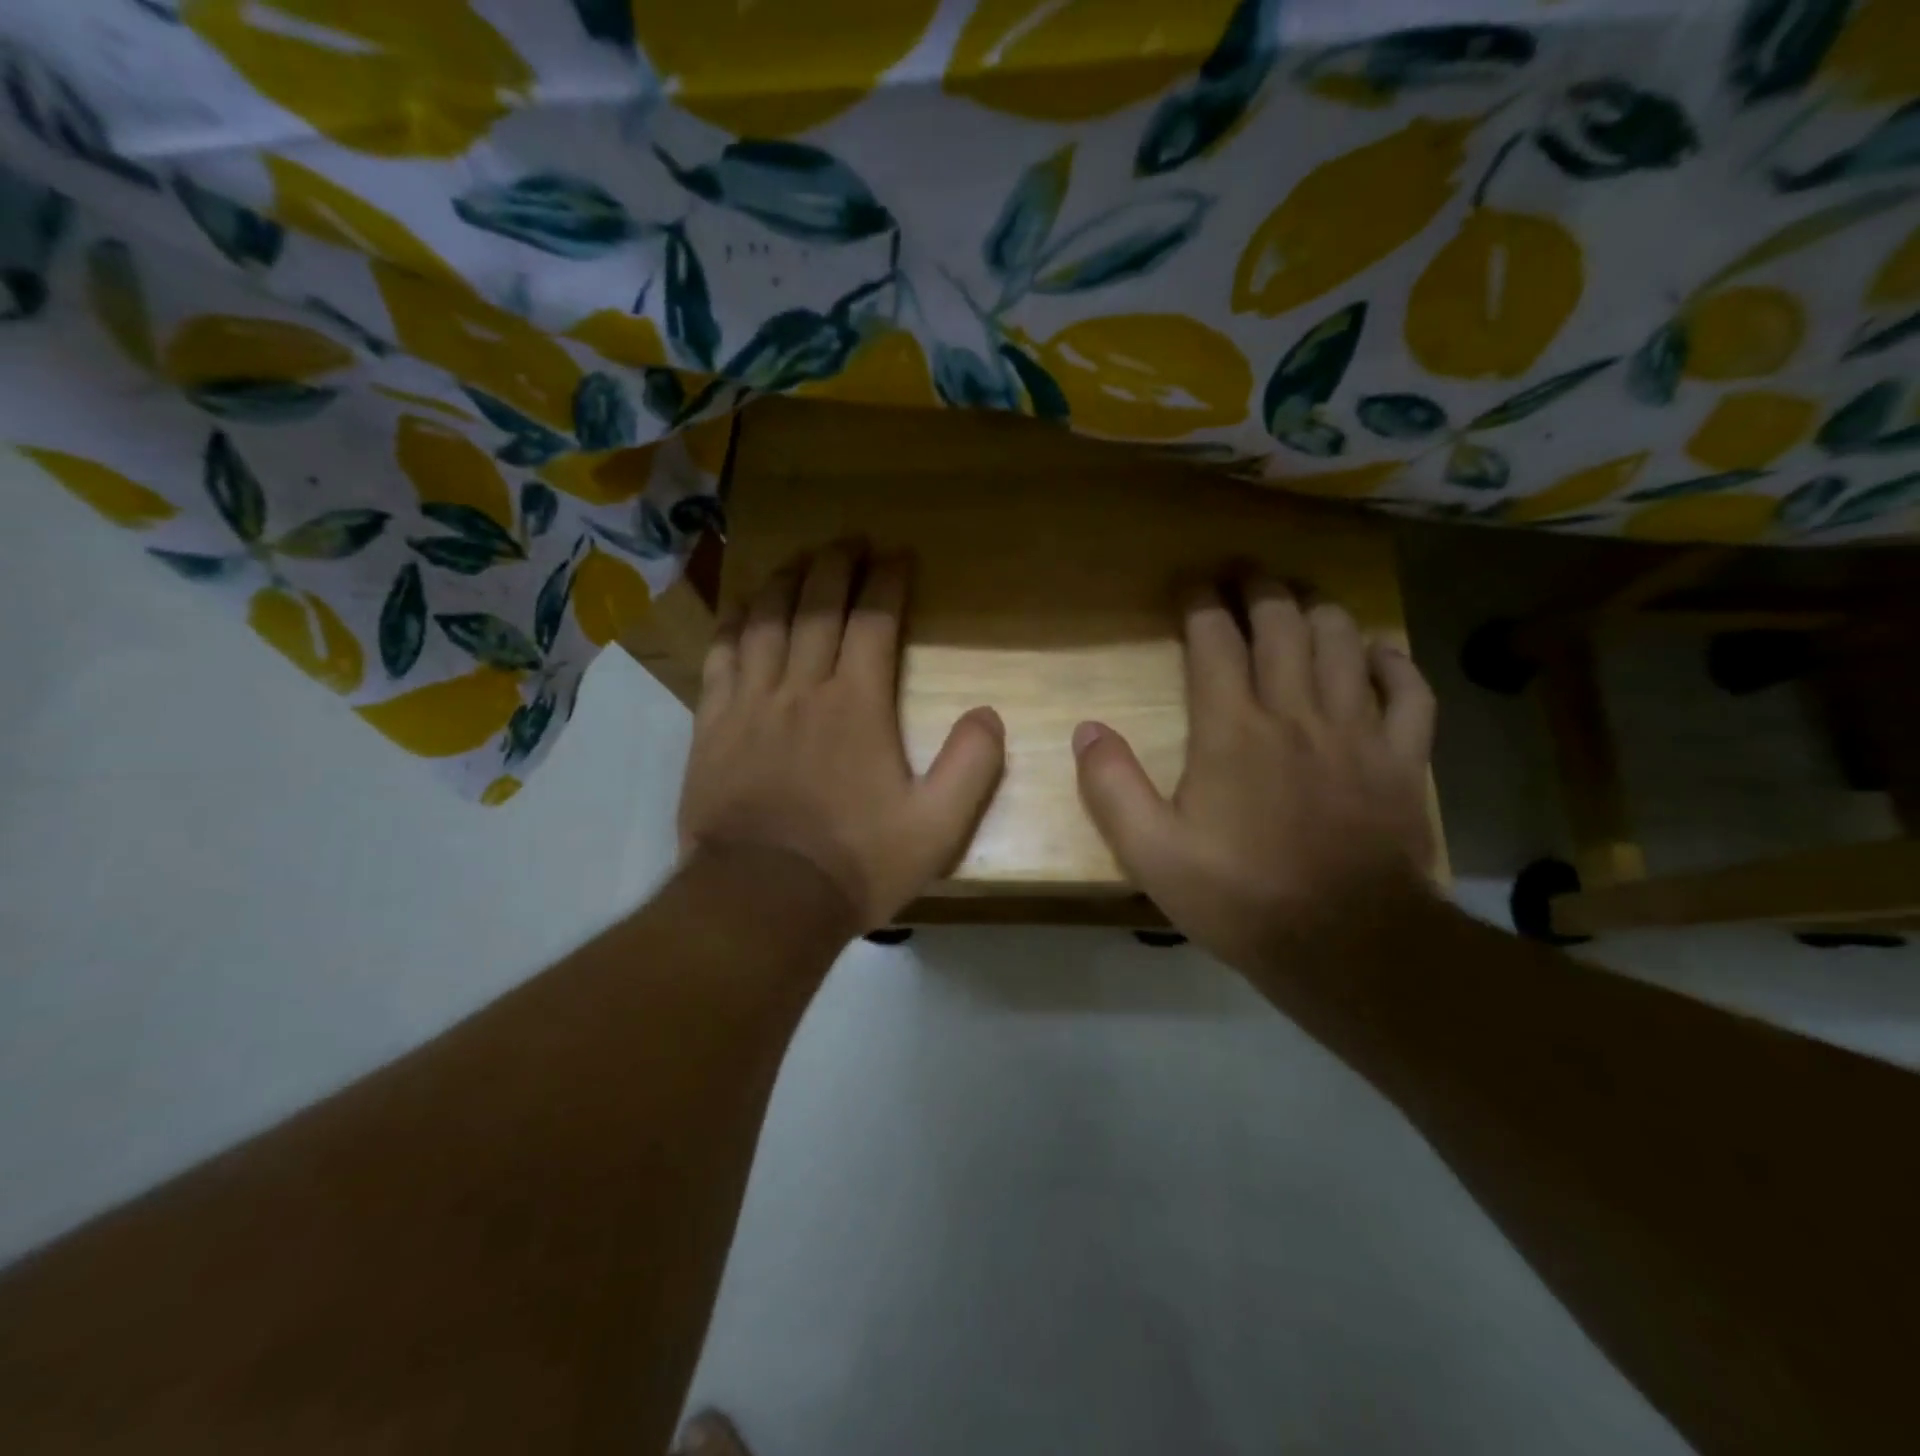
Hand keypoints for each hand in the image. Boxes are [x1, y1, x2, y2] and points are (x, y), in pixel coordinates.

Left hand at [677, 542, 1005, 933]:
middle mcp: (803, 687)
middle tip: (850, 540)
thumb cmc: (854, 864)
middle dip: (836, 565)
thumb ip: (971, 767)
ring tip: (799, 559)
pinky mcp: (713, 726)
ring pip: (766, 622)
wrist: (762, 900)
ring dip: (784, 582)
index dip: (887, 580)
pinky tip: (741, 610)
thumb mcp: (936, 829)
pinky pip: (721, 658)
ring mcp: (751, 703)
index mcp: (857, 704)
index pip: (874, 620)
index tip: (897, 554)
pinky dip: (733, 625)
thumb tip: (988, 713)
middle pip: (817, 606)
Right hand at [1073, 573, 1437, 979]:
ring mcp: (1357, 731)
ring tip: (1301, 600)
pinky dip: (1393, 662)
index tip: (1191, 586)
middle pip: (1283, 624)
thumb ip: (1112, 787)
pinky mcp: (1402, 759)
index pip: (1215, 642)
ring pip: (1344, 642)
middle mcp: (1296, 713)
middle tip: (1245, 573)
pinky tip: (1377, 651)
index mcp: (1233, 730)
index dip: (1201, 604)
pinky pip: (1409, 691)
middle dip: (1260, 588)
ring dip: (1319, 610)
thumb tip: (1086, 730)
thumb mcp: (1152, 854)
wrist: (1347, 945)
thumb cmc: (1241, 897)